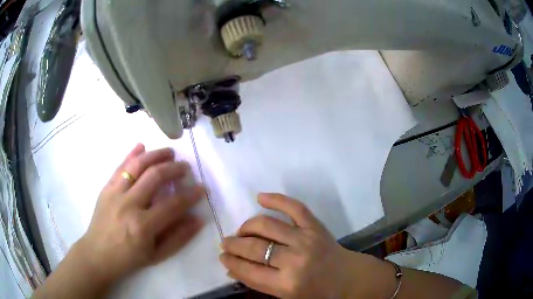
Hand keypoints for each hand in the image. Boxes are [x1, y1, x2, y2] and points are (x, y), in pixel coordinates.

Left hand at [74, 144, 204, 285]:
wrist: (98, 254)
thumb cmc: (129, 258)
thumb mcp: (157, 255)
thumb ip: (178, 237)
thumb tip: (198, 219)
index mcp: (143, 226)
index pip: (173, 204)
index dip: (190, 195)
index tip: (202, 188)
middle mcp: (129, 204)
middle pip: (155, 177)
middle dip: (174, 168)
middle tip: (185, 167)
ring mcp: (115, 193)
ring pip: (137, 165)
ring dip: (155, 155)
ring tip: (169, 152)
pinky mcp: (106, 188)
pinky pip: (120, 167)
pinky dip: (131, 154)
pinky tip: (141, 146)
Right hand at [220, 193, 367, 298]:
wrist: (347, 277)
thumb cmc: (316, 292)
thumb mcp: (286, 296)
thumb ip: (259, 283)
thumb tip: (232, 269)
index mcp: (287, 284)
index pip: (249, 271)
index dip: (231, 263)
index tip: (222, 257)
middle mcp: (295, 261)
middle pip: (254, 248)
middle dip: (234, 245)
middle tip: (226, 243)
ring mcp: (306, 239)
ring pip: (267, 226)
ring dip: (247, 227)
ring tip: (241, 231)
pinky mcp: (315, 226)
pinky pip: (294, 207)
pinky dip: (276, 199)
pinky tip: (260, 197)